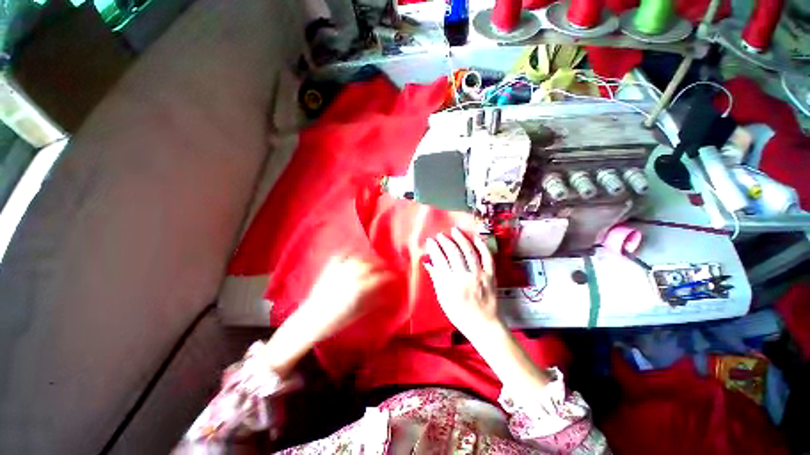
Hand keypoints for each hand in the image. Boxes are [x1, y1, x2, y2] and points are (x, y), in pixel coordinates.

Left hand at [265, 256, 393, 376]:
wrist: (310, 320)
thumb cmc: (335, 321)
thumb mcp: (358, 313)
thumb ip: (374, 301)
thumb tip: (389, 295)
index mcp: (357, 290)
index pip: (378, 278)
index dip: (390, 276)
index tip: (396, 277)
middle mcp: (348, 277)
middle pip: (369, 265)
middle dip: (382, 265)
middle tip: (387, 268)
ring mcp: (338, 271)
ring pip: (358, 258)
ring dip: (369, 258)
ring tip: (374, 261)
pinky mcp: (329, 268)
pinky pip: (341, 255)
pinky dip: (350, 252)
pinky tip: (356, 252)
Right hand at [423, 227, 500, 338]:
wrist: (482, 324)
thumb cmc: (459, 314)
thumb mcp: (443, 299)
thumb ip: (436, 279)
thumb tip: (428, 263)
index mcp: (451, 284)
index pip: (440, 260)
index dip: (434, 248)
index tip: (430, 241)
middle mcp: (465, 277)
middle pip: (454, 253)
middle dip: (445, 241)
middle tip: (440, 235)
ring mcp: (480, 275)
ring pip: (469, 252)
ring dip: (461, 239)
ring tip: (455, 230)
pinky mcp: (491, 276)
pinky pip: (488, 258)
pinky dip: (483, 247)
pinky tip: (476, 238)